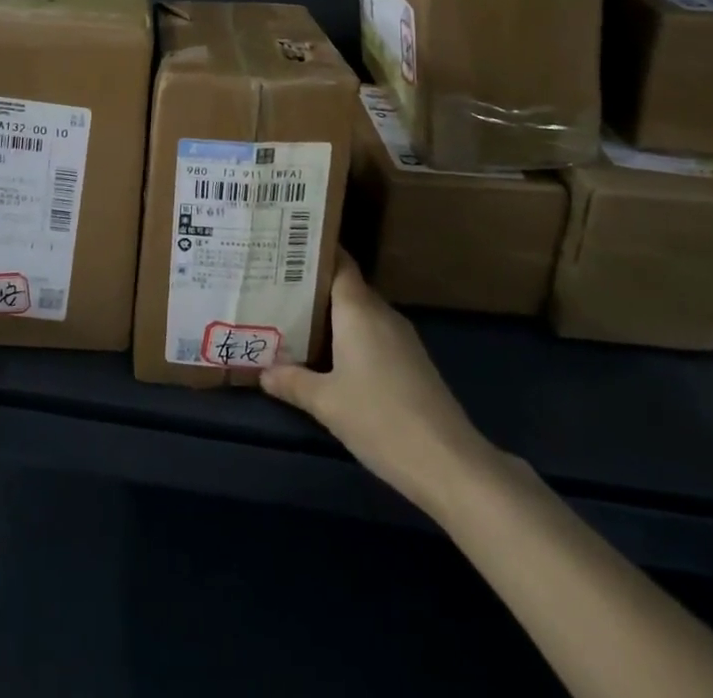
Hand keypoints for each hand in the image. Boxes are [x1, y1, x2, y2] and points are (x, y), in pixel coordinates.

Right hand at [261, 252, 491, 496]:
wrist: (450, 464)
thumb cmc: (380, 419)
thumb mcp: (326, 403)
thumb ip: (292, 382)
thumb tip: (263, 371)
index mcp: (359, 309)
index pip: (338, 262)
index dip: (313, 253)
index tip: (284, 248)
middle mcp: (381, 314)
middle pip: (345, 287)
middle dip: (313, 287)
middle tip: (275, 288)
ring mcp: (401, 339)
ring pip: (360, 314)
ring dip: (332, 316)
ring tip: (294, 320)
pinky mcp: (413, 363)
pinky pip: (374, 335)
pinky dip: (350, 338)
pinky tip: (331, 358)